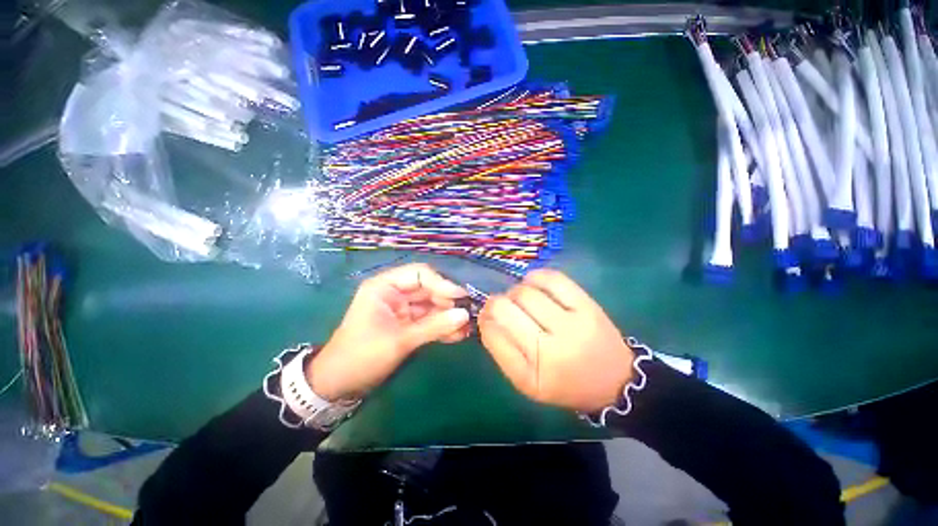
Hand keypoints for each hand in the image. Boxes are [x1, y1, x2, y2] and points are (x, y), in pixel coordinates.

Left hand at [306, 264, 469, 400]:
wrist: (339, 385)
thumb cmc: (362, 356)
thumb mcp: (400, 340)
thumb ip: (433, 326)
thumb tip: (464, 315)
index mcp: (385, 286)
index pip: (420, 274)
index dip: (442, 283)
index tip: (462, 297)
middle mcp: (395, 293)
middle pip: (429, 289)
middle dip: (449, 302)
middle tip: (468, 314)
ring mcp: (402, 309)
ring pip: (432, 306)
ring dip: (449, 316)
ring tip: (467, 327)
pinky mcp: (407, 324)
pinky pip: (429, 320)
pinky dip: (442, 327)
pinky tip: (457, 335)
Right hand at [477, 269, 634, 412]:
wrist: (614, 380)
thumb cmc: (563, 383)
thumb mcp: (526, 380)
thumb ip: (501, 350)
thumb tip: (485, 316)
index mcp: (534, 372)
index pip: (494, 333)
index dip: (485, 318)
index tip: (486, 316)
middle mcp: (553, 347)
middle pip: (507, 308)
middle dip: (497, 303)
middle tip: (503, 307)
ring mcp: (573, 322)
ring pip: (526, 292)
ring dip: (515, 291)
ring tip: (520, 299)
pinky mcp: (587, 305)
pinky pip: (553, 279)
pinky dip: (535, 277)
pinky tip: (532, 283)